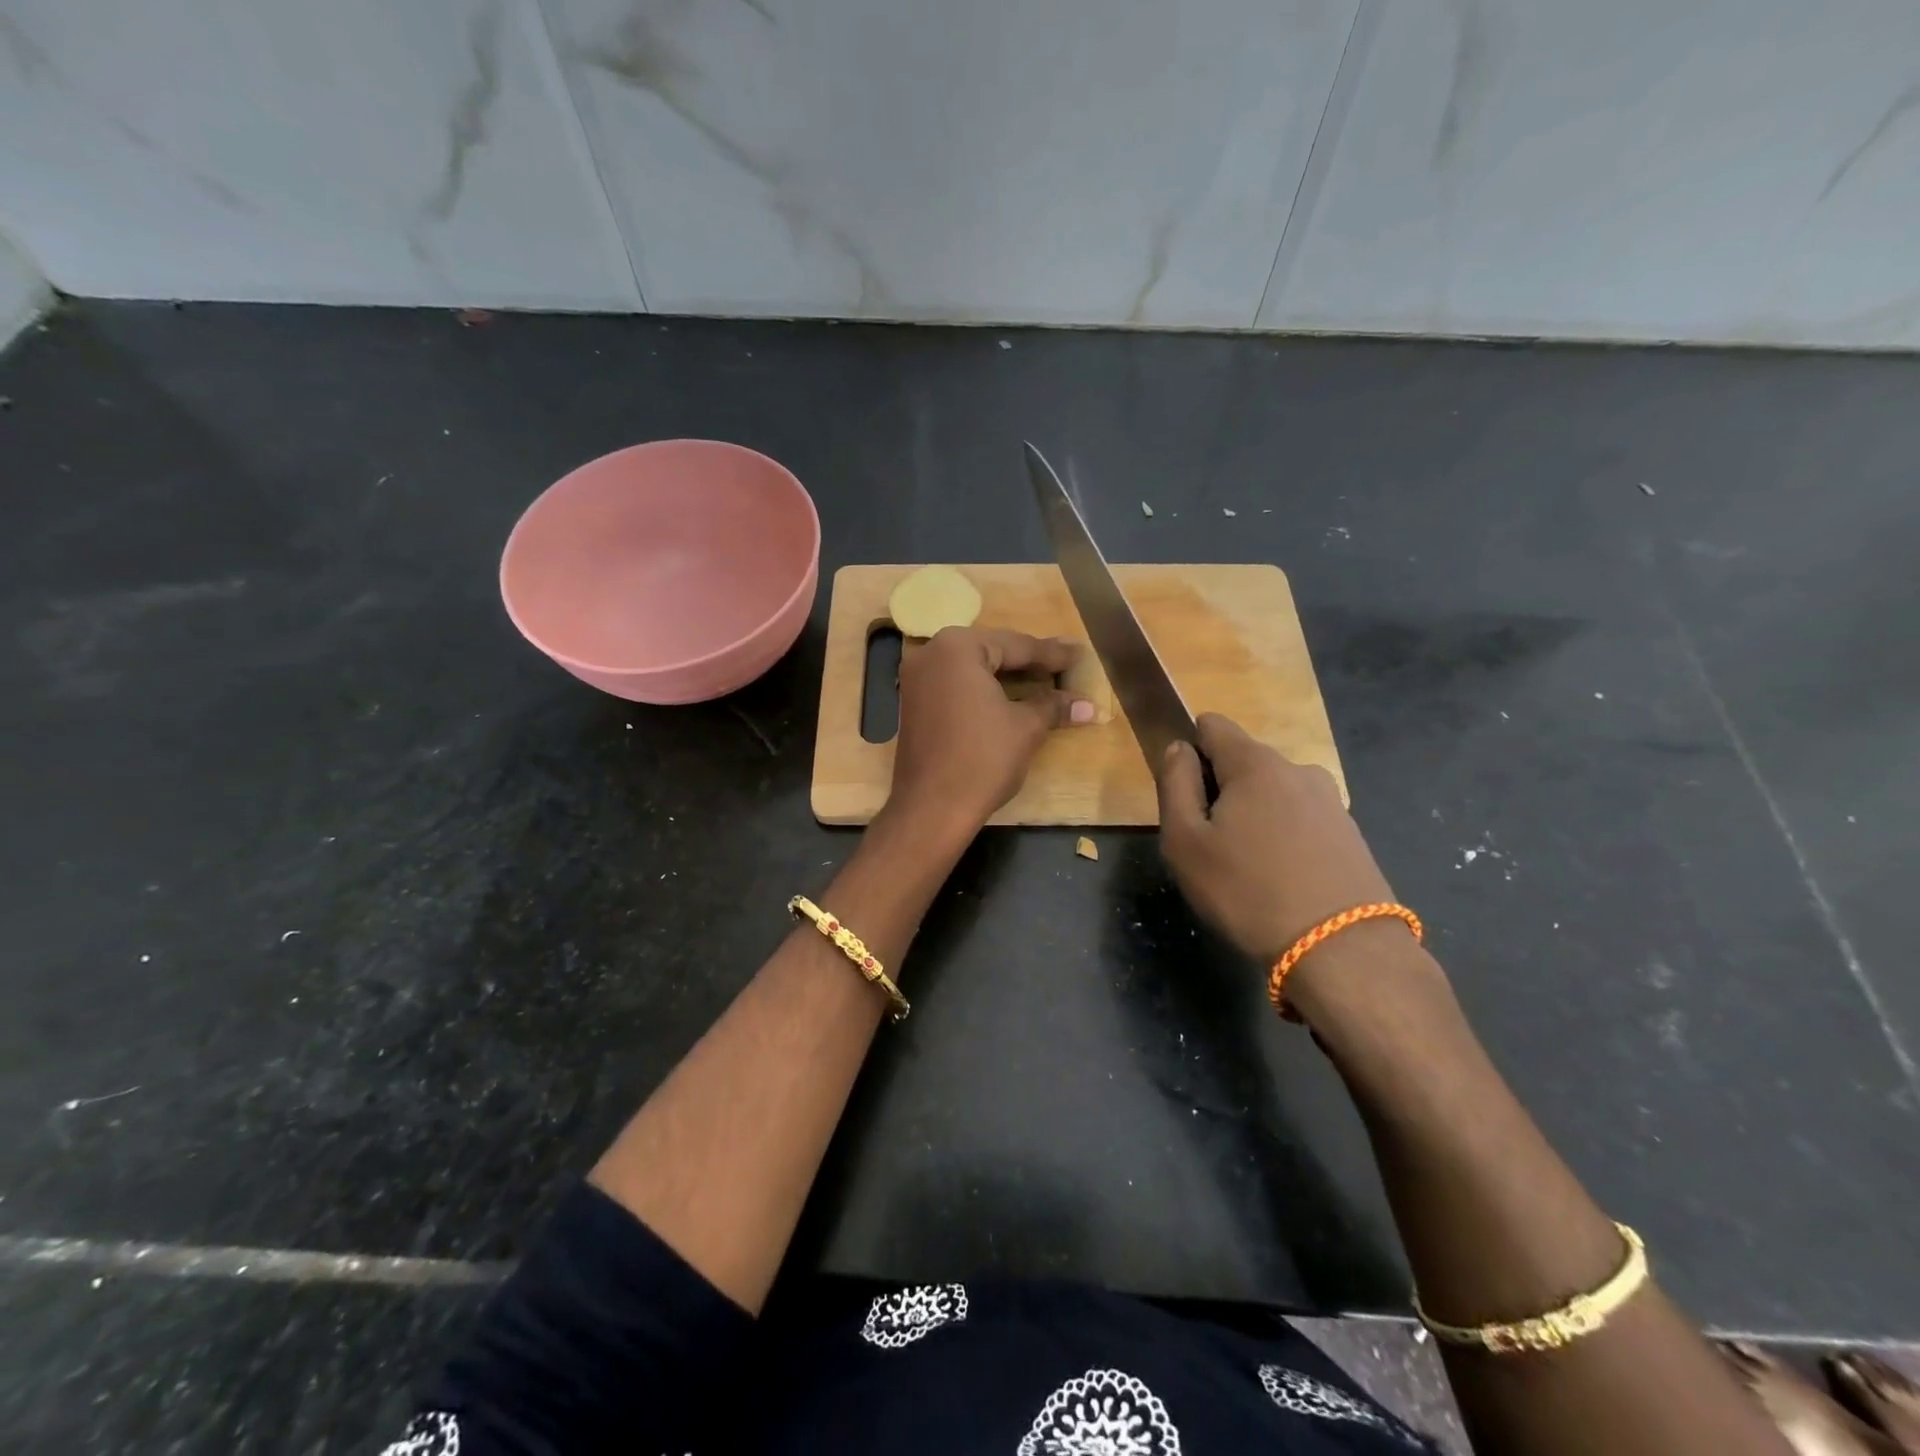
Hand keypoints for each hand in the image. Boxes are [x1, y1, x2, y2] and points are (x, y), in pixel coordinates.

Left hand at [889, 627, 1093, 832]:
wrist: (932, 808)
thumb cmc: (983, 759)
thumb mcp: (1026, 727)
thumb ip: (1054, 706)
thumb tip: (1089, 705)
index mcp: (958, 647)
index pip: (1016, 645)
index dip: (1051, 654)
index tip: (1079, 653)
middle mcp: (931, 652)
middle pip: (991, 651)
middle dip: (1028, 661)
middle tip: (1063, 663)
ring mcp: (917, 678)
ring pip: (972, 668)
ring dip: (1005, 676)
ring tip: (1042, 679)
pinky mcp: (912, 703)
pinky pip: (955, 685)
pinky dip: (982, 689)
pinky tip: (1007, 697)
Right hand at [1157, 713, 1393, 963]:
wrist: (1342, 950)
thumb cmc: (1247, 891)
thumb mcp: (1185, 841)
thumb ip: (1174, 784)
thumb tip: (1179, 748)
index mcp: (1255, 764)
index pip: (1213, 725)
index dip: (1190, 749)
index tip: (1183, 794)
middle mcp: (1298, 770)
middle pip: (1243, 762)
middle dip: (1221, 790)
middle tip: (1209, 844)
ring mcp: (1331, 802)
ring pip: (1273, 793)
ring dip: (1253, 815)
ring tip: (1246, 868)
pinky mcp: (1351, 834)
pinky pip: (1301, 820)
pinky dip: (1283, 837)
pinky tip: (1281, 879)